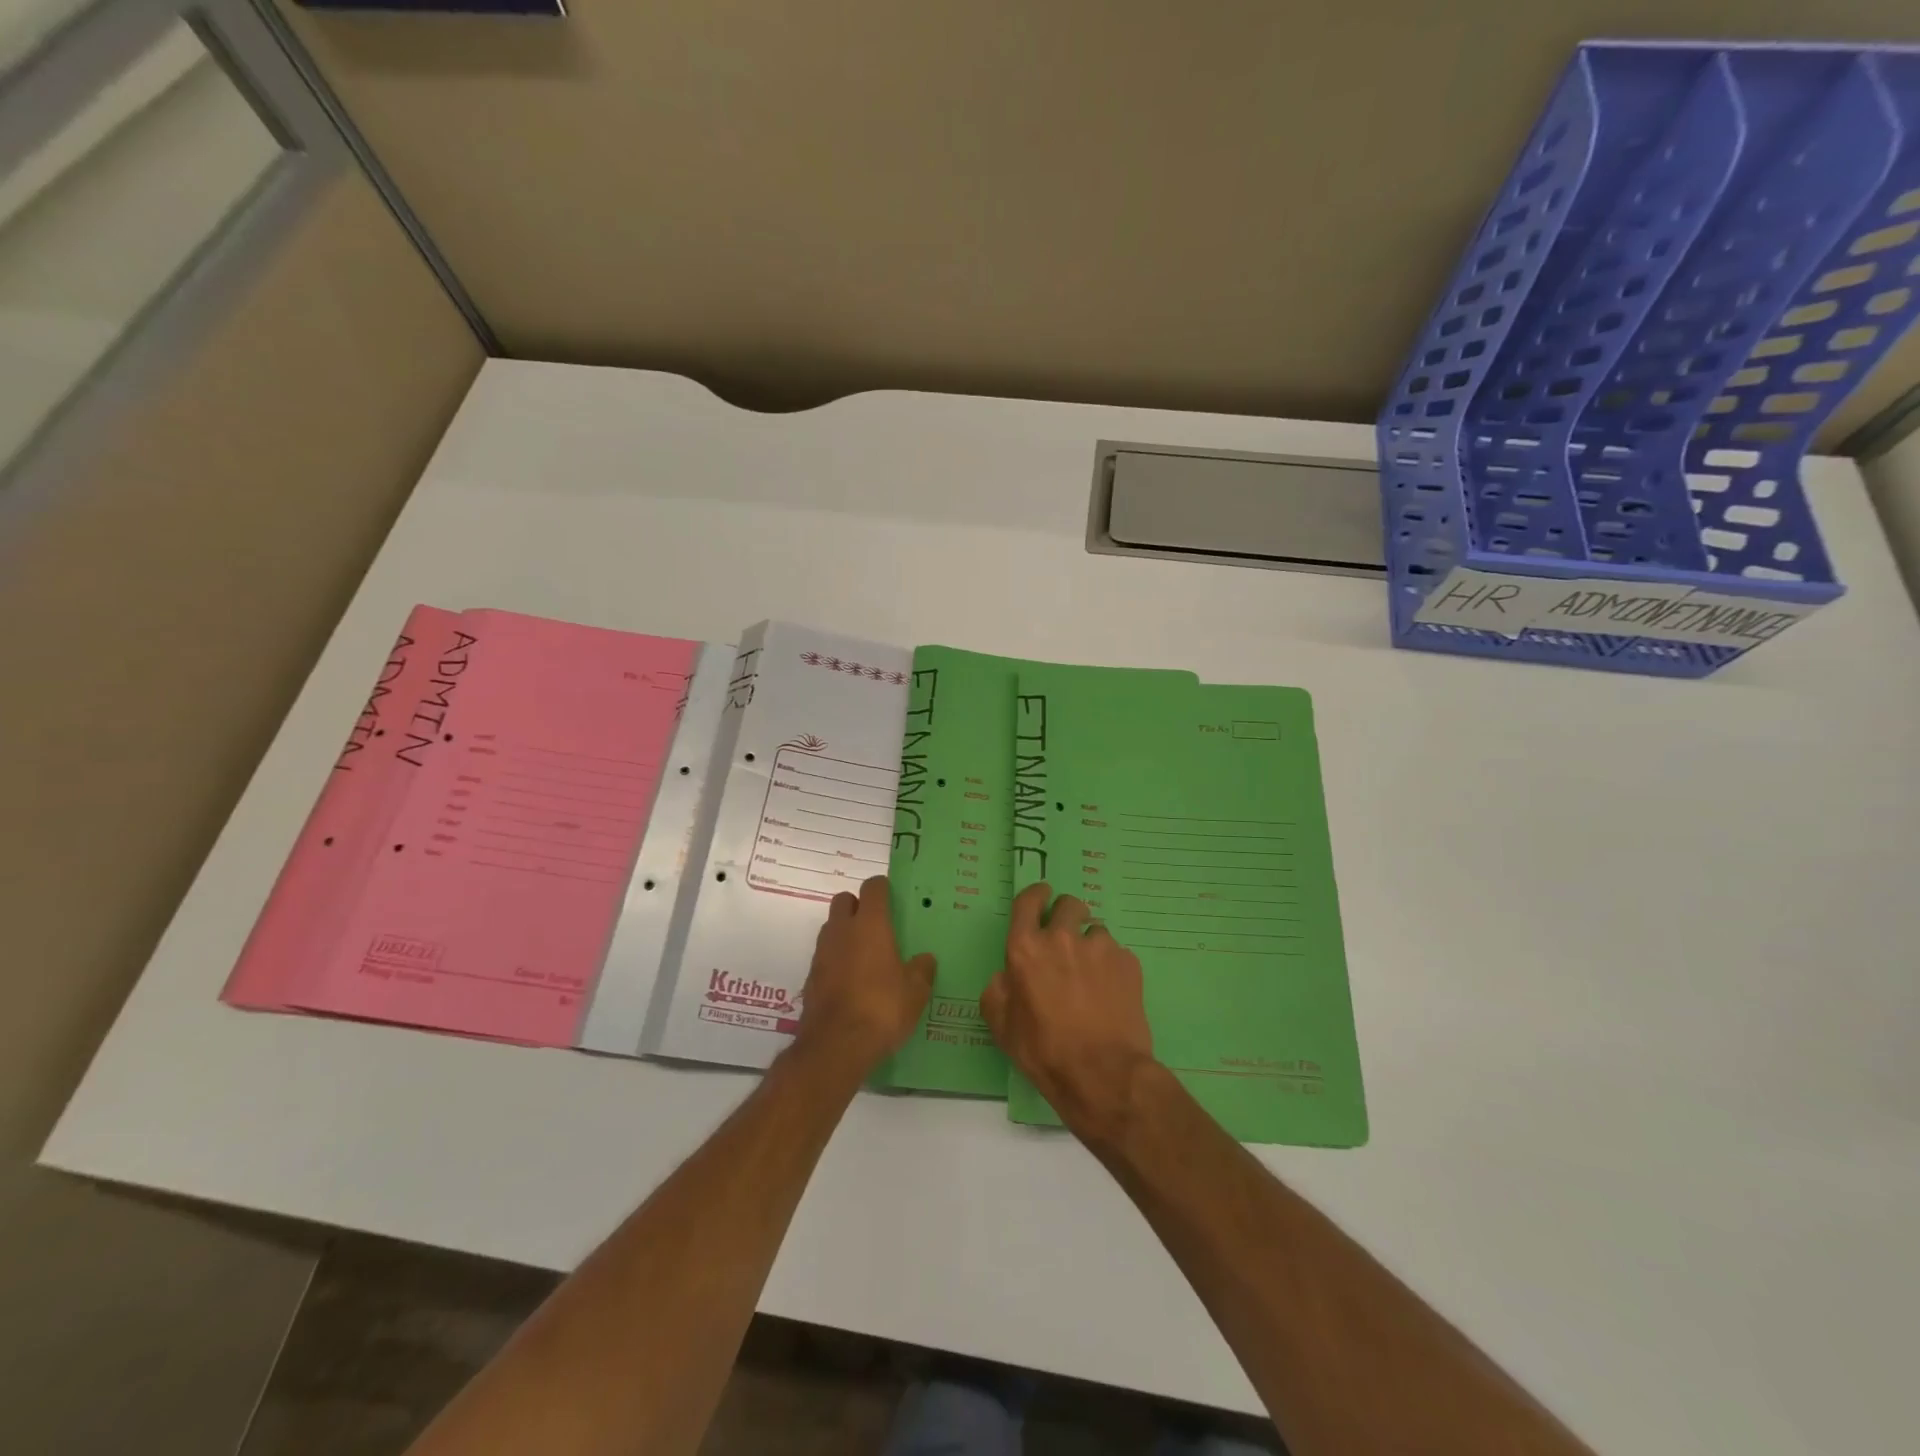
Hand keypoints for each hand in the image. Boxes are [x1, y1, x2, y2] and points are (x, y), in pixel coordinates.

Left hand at [795, 875, 935, 1074]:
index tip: (893, 898)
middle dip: (858, 906)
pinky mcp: (810, 976)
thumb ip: (922, 970)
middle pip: (844, 900)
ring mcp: (822, 952)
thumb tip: (925, 959)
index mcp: (870, 925)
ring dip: (845, 932)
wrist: (835, 1045)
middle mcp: (842, 930)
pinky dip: (836, 959)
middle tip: (877, 926)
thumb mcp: (915, 992)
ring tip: (865, 954)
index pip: (873, 888)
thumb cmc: (882, 1008)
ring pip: (832, 927)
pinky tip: (851, 980)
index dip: (883, 889)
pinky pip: (824, 955)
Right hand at [981, 882, 1158, 1145]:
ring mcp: (1099, 947)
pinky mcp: (1127, 961)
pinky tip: (1110, 992)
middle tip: (1067, 939)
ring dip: (1090, 944)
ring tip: (1092, 975)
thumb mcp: (1001, 1025)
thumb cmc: (1044, 1051)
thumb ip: (998, 989)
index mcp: (1025, 948)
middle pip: (1068, 905)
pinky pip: (1116, 952)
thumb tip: (1006, 975)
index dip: (1036, 894)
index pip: (1028, 901)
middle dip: (1066, 915)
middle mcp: (1062, 937)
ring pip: (1095, 930)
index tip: (1042, 896)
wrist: (1102, 1073)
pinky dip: (1111, 965)